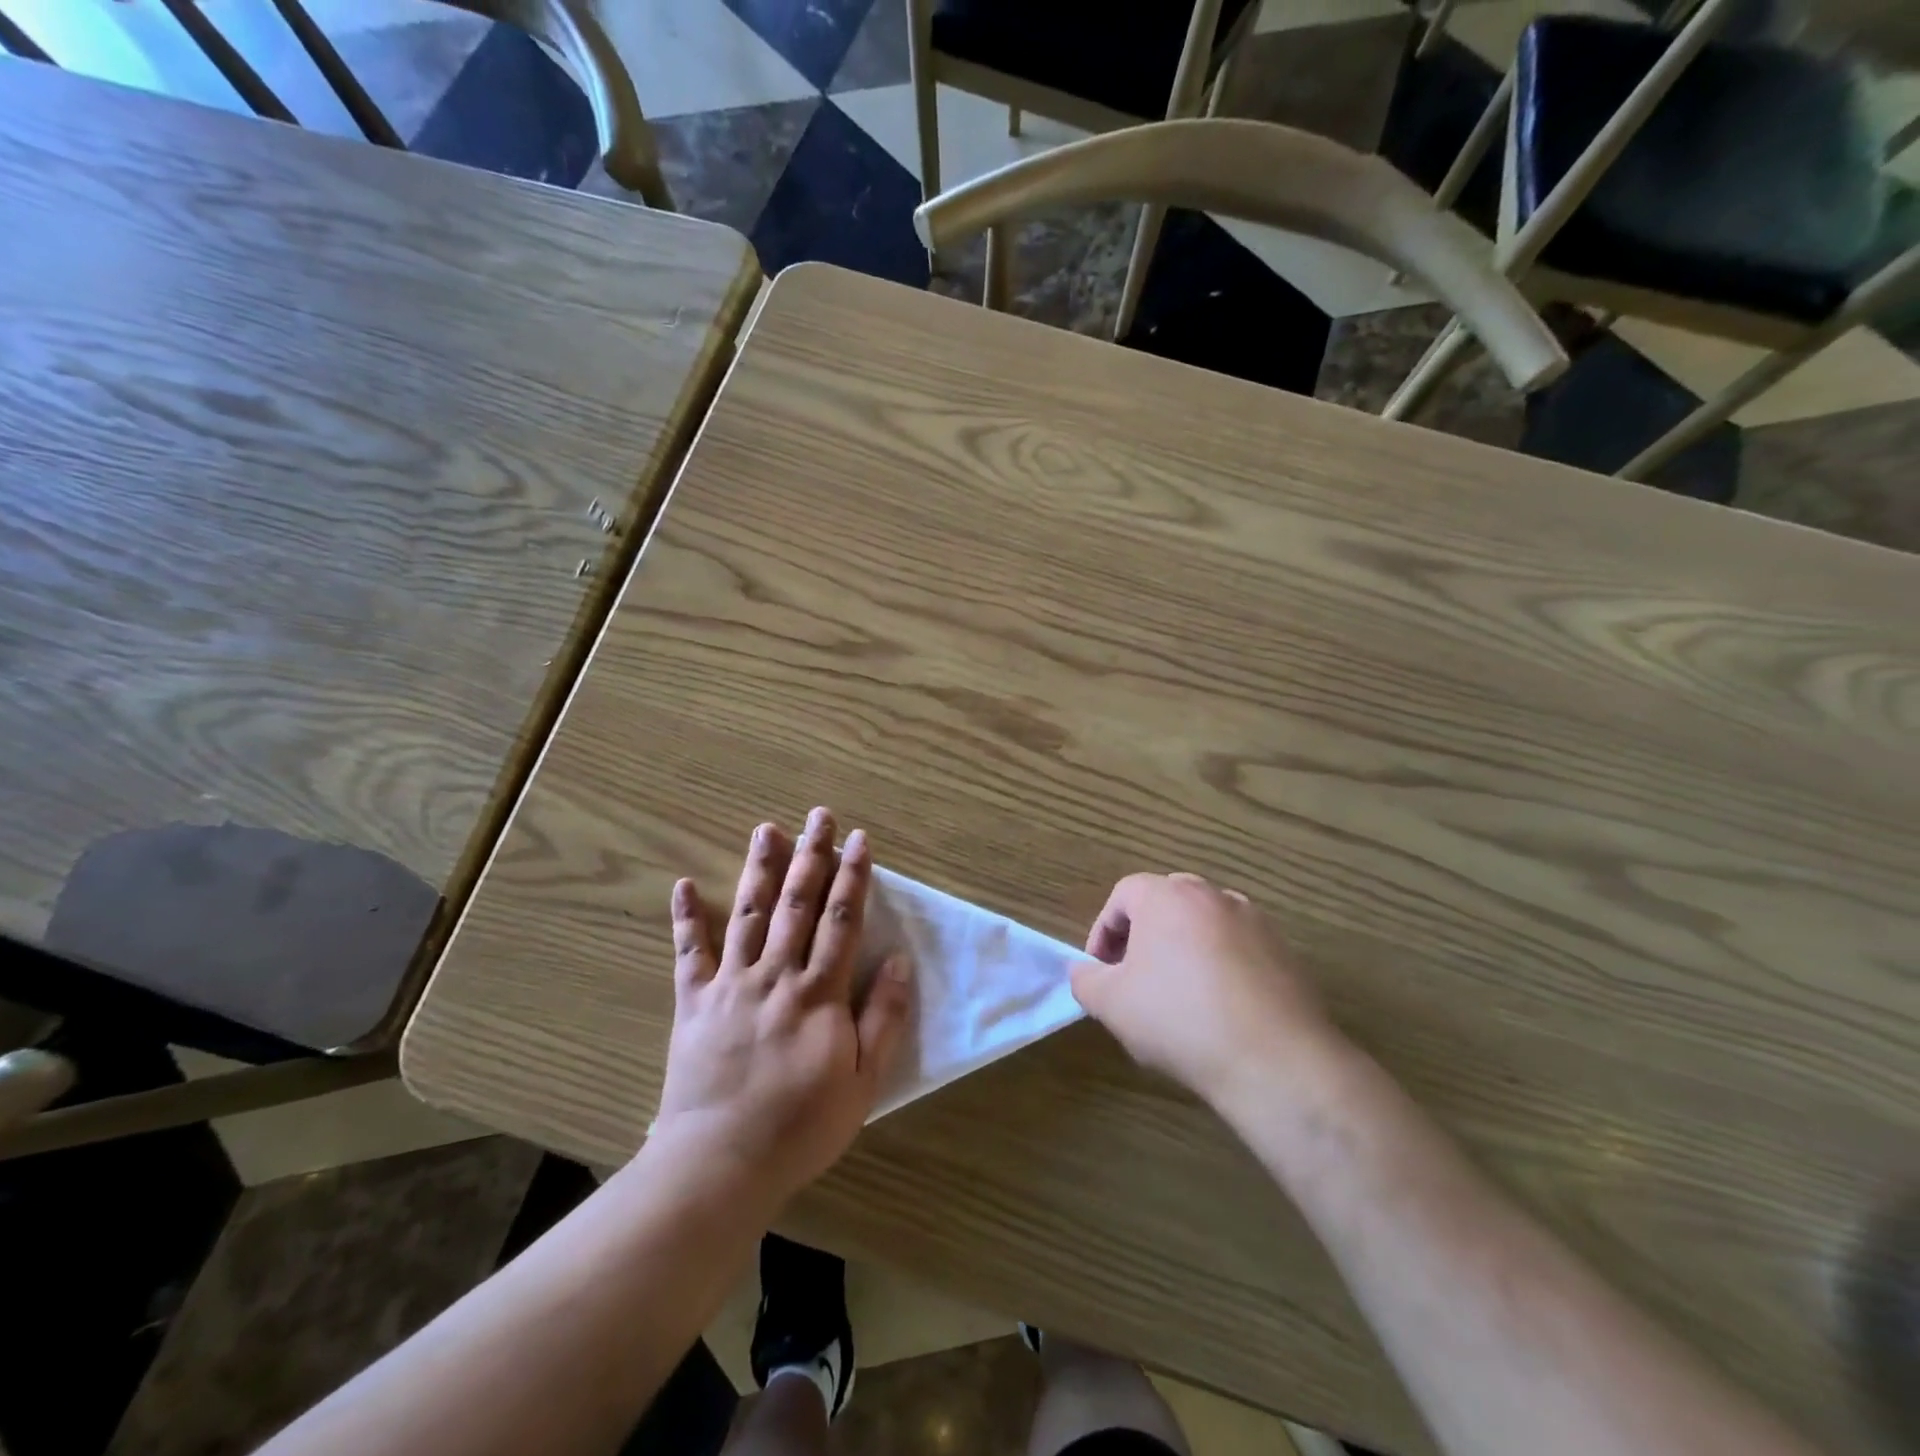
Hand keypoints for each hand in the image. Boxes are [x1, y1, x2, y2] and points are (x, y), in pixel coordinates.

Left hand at [653, 809, 910, 1209]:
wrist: (719, 1164)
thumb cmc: (801, 1126)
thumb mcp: (862, 1082)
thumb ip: (883, 1018)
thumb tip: (900, 960)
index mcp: (818, 992)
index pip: (842, 920)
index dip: (853, 877)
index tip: (860, 840)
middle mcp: (775, 975)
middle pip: (797, 904)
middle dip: (812, 856)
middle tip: (818, 816)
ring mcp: (730, 984)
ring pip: (748, 913)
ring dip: (760, 868)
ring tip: (767, 830)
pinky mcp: (693, 1002)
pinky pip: (689, 953)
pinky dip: (687, 918)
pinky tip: (685, 885)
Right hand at [1071, 872, 1337, 1110]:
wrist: (1275, 1061)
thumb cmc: (1180, 1020)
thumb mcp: (1112, 1005)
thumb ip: (1086, 980)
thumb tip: (1086, 972)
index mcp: (1167, 897)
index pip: (1123, 894)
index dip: (1104, 930)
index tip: (1102, 970)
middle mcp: (1212, 896)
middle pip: (1166, 901)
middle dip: (1144, 934)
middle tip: (1135, 976)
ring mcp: (1255, 922)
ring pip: (1205, 923)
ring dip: (1184, 948)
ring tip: (1178, 995)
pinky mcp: (1285, 952)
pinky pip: (1239, 948)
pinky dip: (1221, 966)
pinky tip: (1219, 1010)